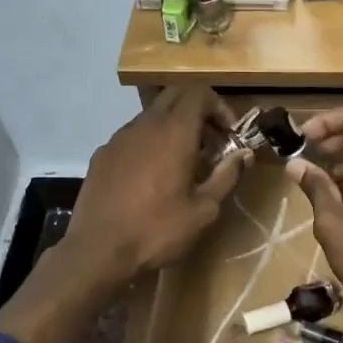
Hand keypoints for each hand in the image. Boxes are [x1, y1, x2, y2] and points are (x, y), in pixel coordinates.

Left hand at [64, 86, 249, 287]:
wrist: (98, 250)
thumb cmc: (158, 230)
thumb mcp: (204, 210)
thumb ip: (227, 176)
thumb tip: (244, 155)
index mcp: (174, 132)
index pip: (199, 92)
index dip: (219, 106)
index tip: (229, 134)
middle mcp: (145, 124)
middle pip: (174, 94)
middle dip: (197, 110)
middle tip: (211, 141)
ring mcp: (119, 137)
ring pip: (152, 115)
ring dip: (172, 127)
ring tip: (182, 162)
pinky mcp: (102, 154)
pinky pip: (132, 136)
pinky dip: (149, 143)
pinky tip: (150, 177)